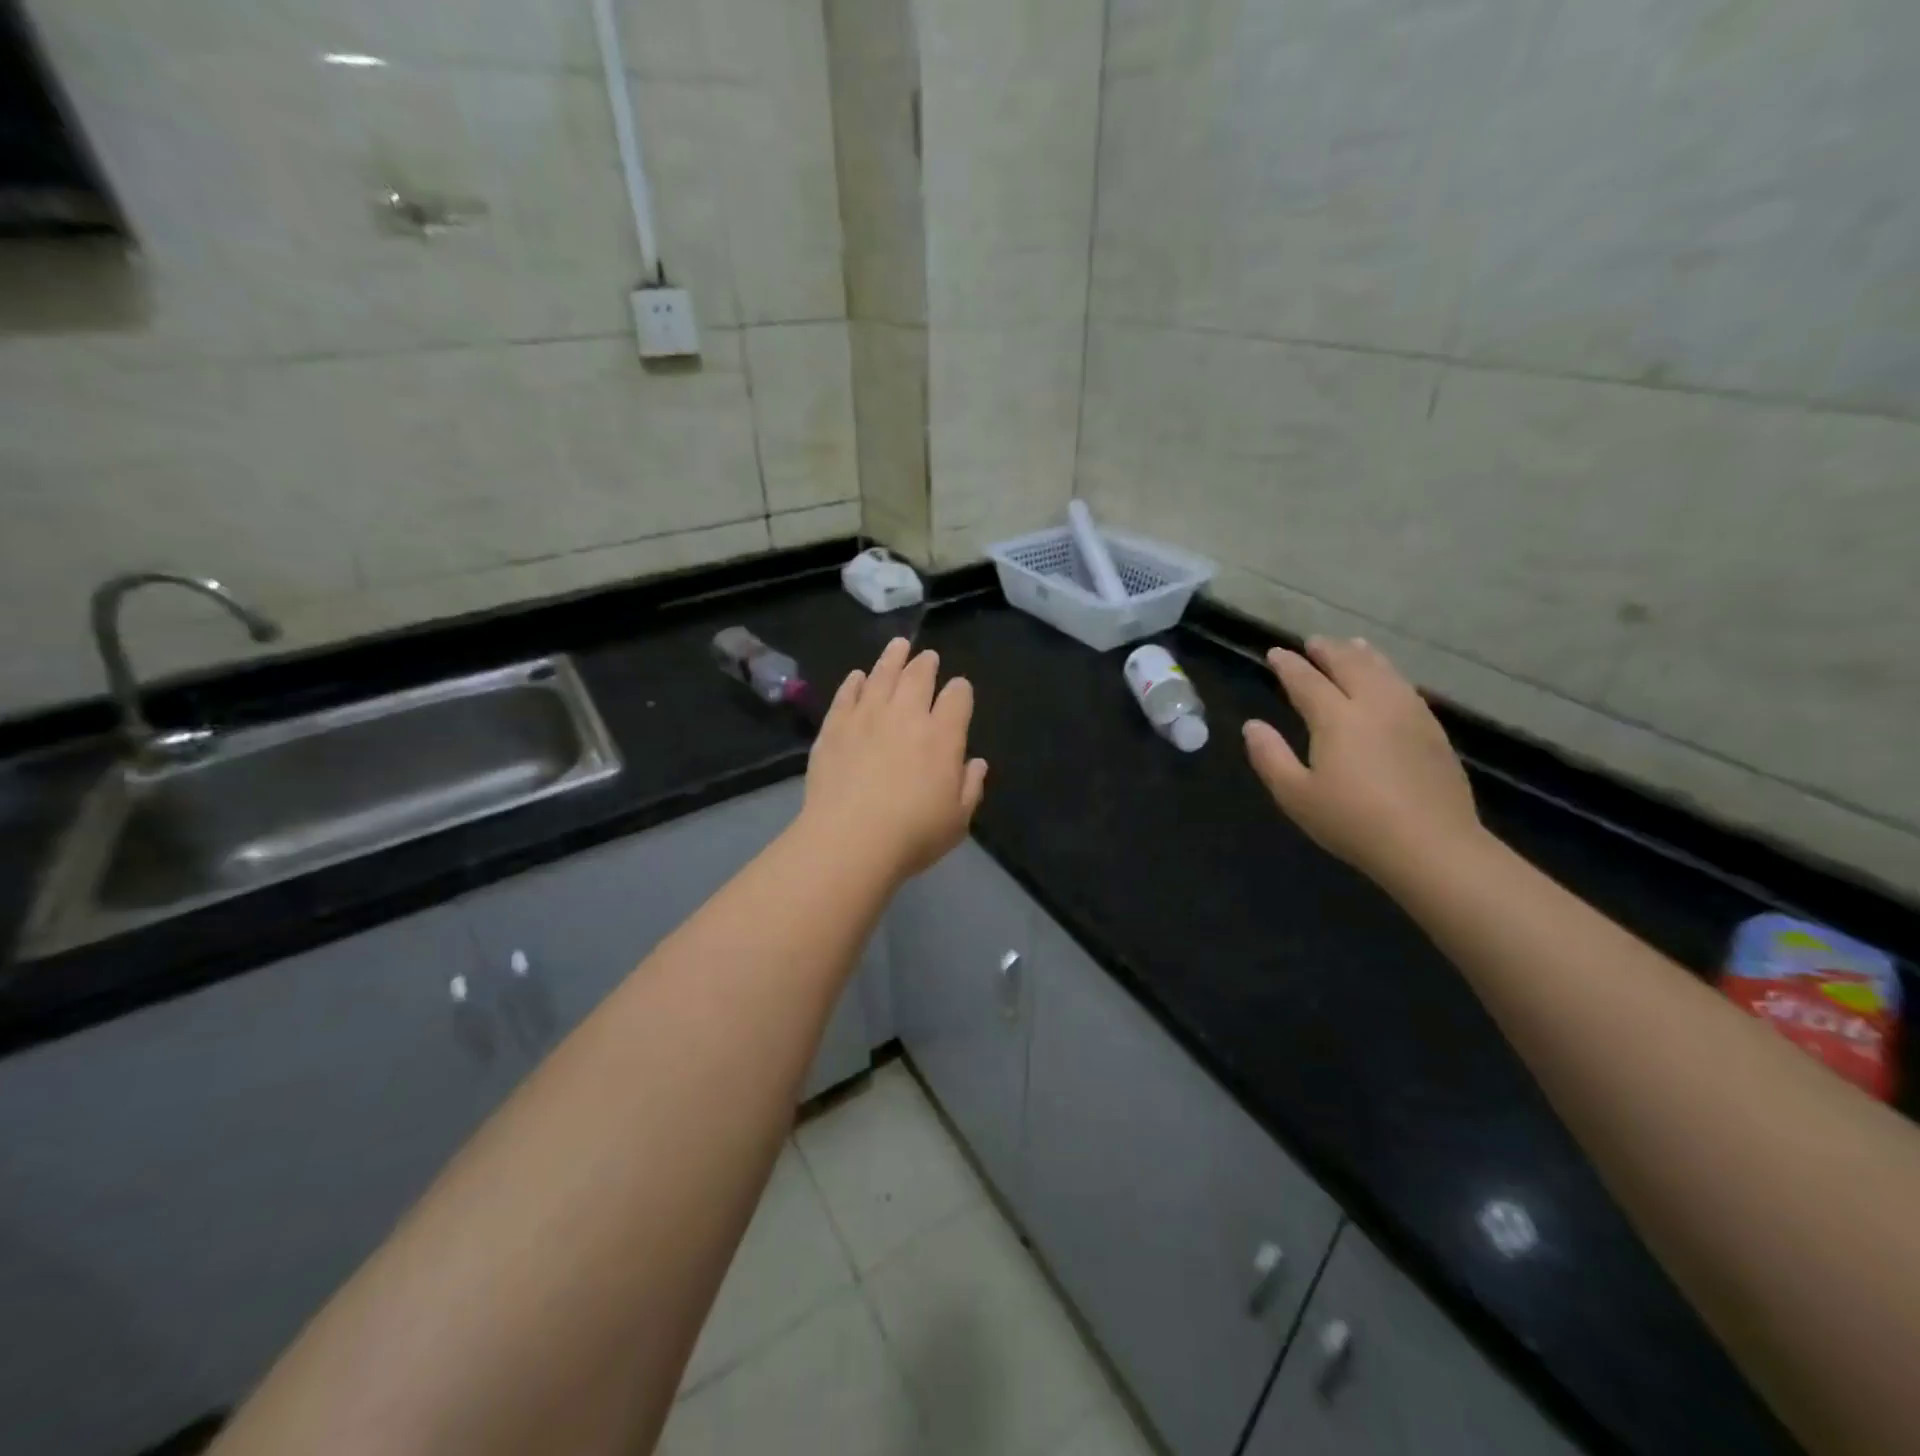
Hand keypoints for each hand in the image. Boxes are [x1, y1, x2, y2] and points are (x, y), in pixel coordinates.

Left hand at [800, 638, 988, 883]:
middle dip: (926, 663)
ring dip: (892, 657)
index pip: (958, 698)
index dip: (961, 690)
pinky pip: (847, 694)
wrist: (849, 840)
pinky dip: (854, 682)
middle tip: (927, 657)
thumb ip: (970, 787)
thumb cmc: (912, 835)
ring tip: (898, 646)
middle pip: (919, 676)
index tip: (959, 691)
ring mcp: (867, 717)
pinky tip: (857, 676)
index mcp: (943, 736)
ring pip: (882, 675)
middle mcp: (907, 716)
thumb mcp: (957, 820)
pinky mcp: (835, 727)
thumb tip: (977, 763)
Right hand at [1242, 637, 1480, 890]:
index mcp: (1336, 718)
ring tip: (1352, 645)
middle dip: (1328, 650)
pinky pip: (1406, 687)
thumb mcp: (1295, 795)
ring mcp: (1409, 715)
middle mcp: (1374, 705)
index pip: (1307, 681)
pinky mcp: (1433, 731)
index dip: (1288, 665)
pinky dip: (1390, 673)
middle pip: (1350, 665)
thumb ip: (1270, 757)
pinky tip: (1389, 680)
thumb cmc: (1352, 822)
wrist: (1430, 845)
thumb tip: (1253, 725)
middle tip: (1313, 642)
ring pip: (1383, 671)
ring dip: (1363, 654)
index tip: (1274, 653)